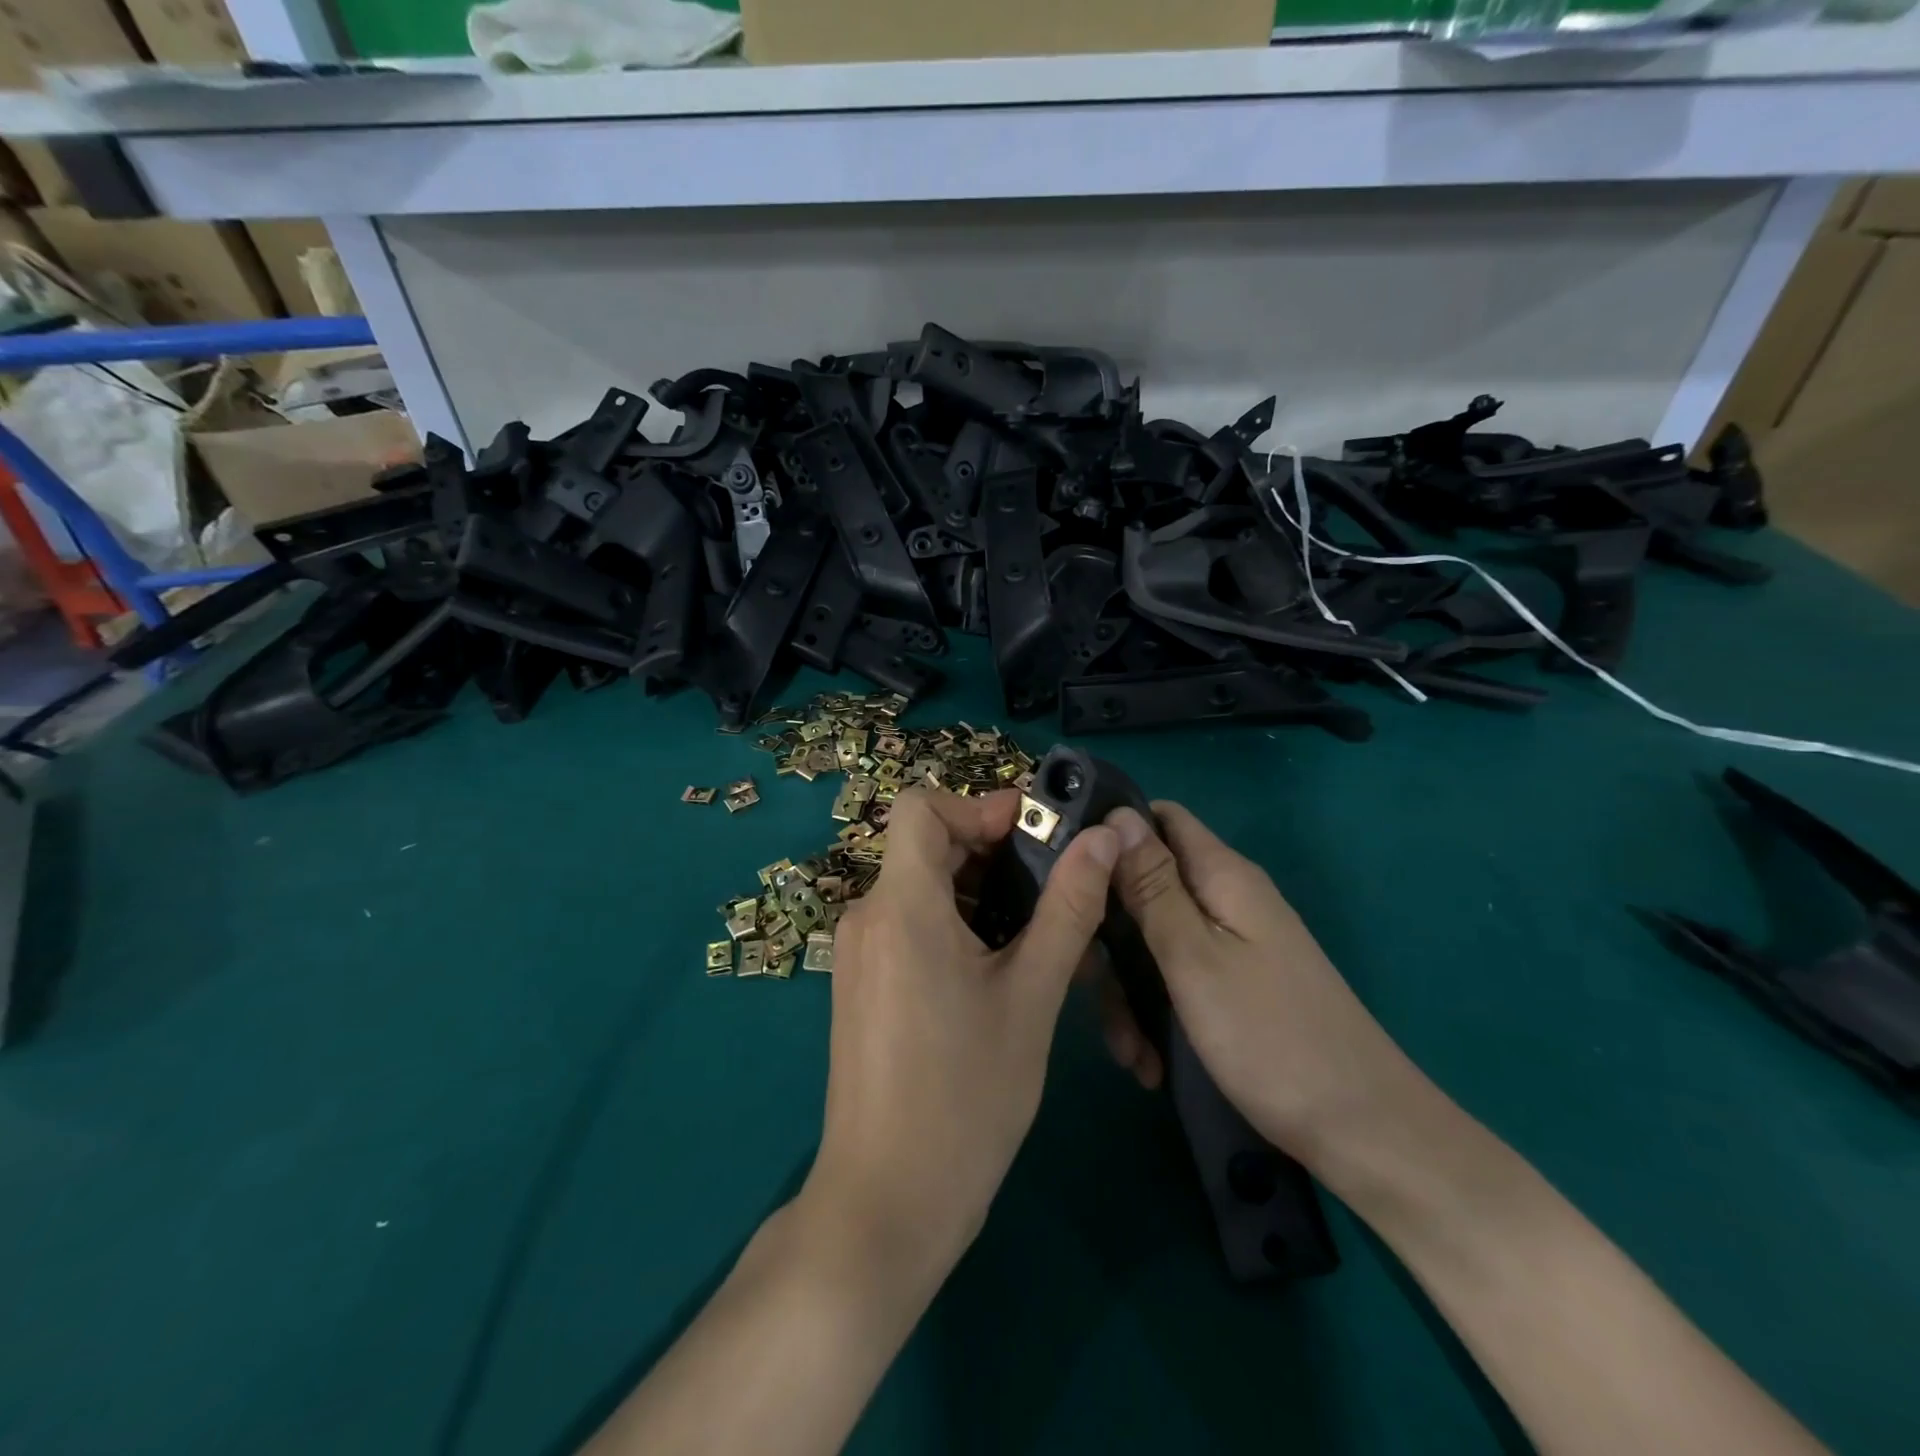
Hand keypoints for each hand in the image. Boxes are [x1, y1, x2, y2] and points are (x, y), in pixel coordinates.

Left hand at [799, 787, 1119, 1289]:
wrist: (888, 1202)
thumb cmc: (966, 1097)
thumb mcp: (1032, 996)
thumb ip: (1068, 908)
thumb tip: (1103, 838)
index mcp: (901, 906)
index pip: (921, 806)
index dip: (978, 806)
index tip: (1035, 836)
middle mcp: (868, 916)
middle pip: (925, 846)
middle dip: (991, 851)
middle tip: (1055, 884)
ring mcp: (860, 952)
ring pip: (921, 887)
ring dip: (980, 892)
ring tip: (1040, 931)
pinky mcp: (862, 983)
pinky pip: (910, 925)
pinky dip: (955, 923)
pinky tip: (1000, 967)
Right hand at [1100, 802, 1422, 1168]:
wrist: (1364, 1134)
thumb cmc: (1271, 1038)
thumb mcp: (1194, 957)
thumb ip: (1152, 885)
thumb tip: (1117, 815)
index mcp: (1222, 877)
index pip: (1158, 818)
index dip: (1110, 833)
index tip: (1065, 870)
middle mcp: (1226, 900)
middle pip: (1146, 885)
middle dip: (1109, 931)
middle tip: (1086, 983)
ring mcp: (1232, 945)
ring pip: (1153, 940)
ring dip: (1128, 987)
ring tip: (1126, 1048)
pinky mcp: (1232, 985)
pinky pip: (1175, 978)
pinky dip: (1154, 1011)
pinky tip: (1149, 1060)